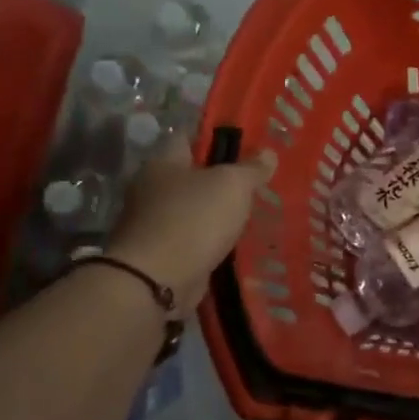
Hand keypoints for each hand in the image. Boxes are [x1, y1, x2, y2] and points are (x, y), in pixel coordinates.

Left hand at [106, 138, 277, 310]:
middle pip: (190, 176)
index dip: (215, 139)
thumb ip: (251, 168)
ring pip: (191, 211)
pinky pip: (191, 241)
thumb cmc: (193, 219)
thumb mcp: (232, 185)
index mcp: (163, 163)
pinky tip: (232, 246)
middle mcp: (151, 189)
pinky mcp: (159, 255)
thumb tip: (267, 153)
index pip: (187, 138)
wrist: (156, 281)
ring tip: (249, 217)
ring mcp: (152, 224)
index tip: (244, 147)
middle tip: (253, 185)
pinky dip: (209, 243)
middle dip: (218, 181)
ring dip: (214, 215)